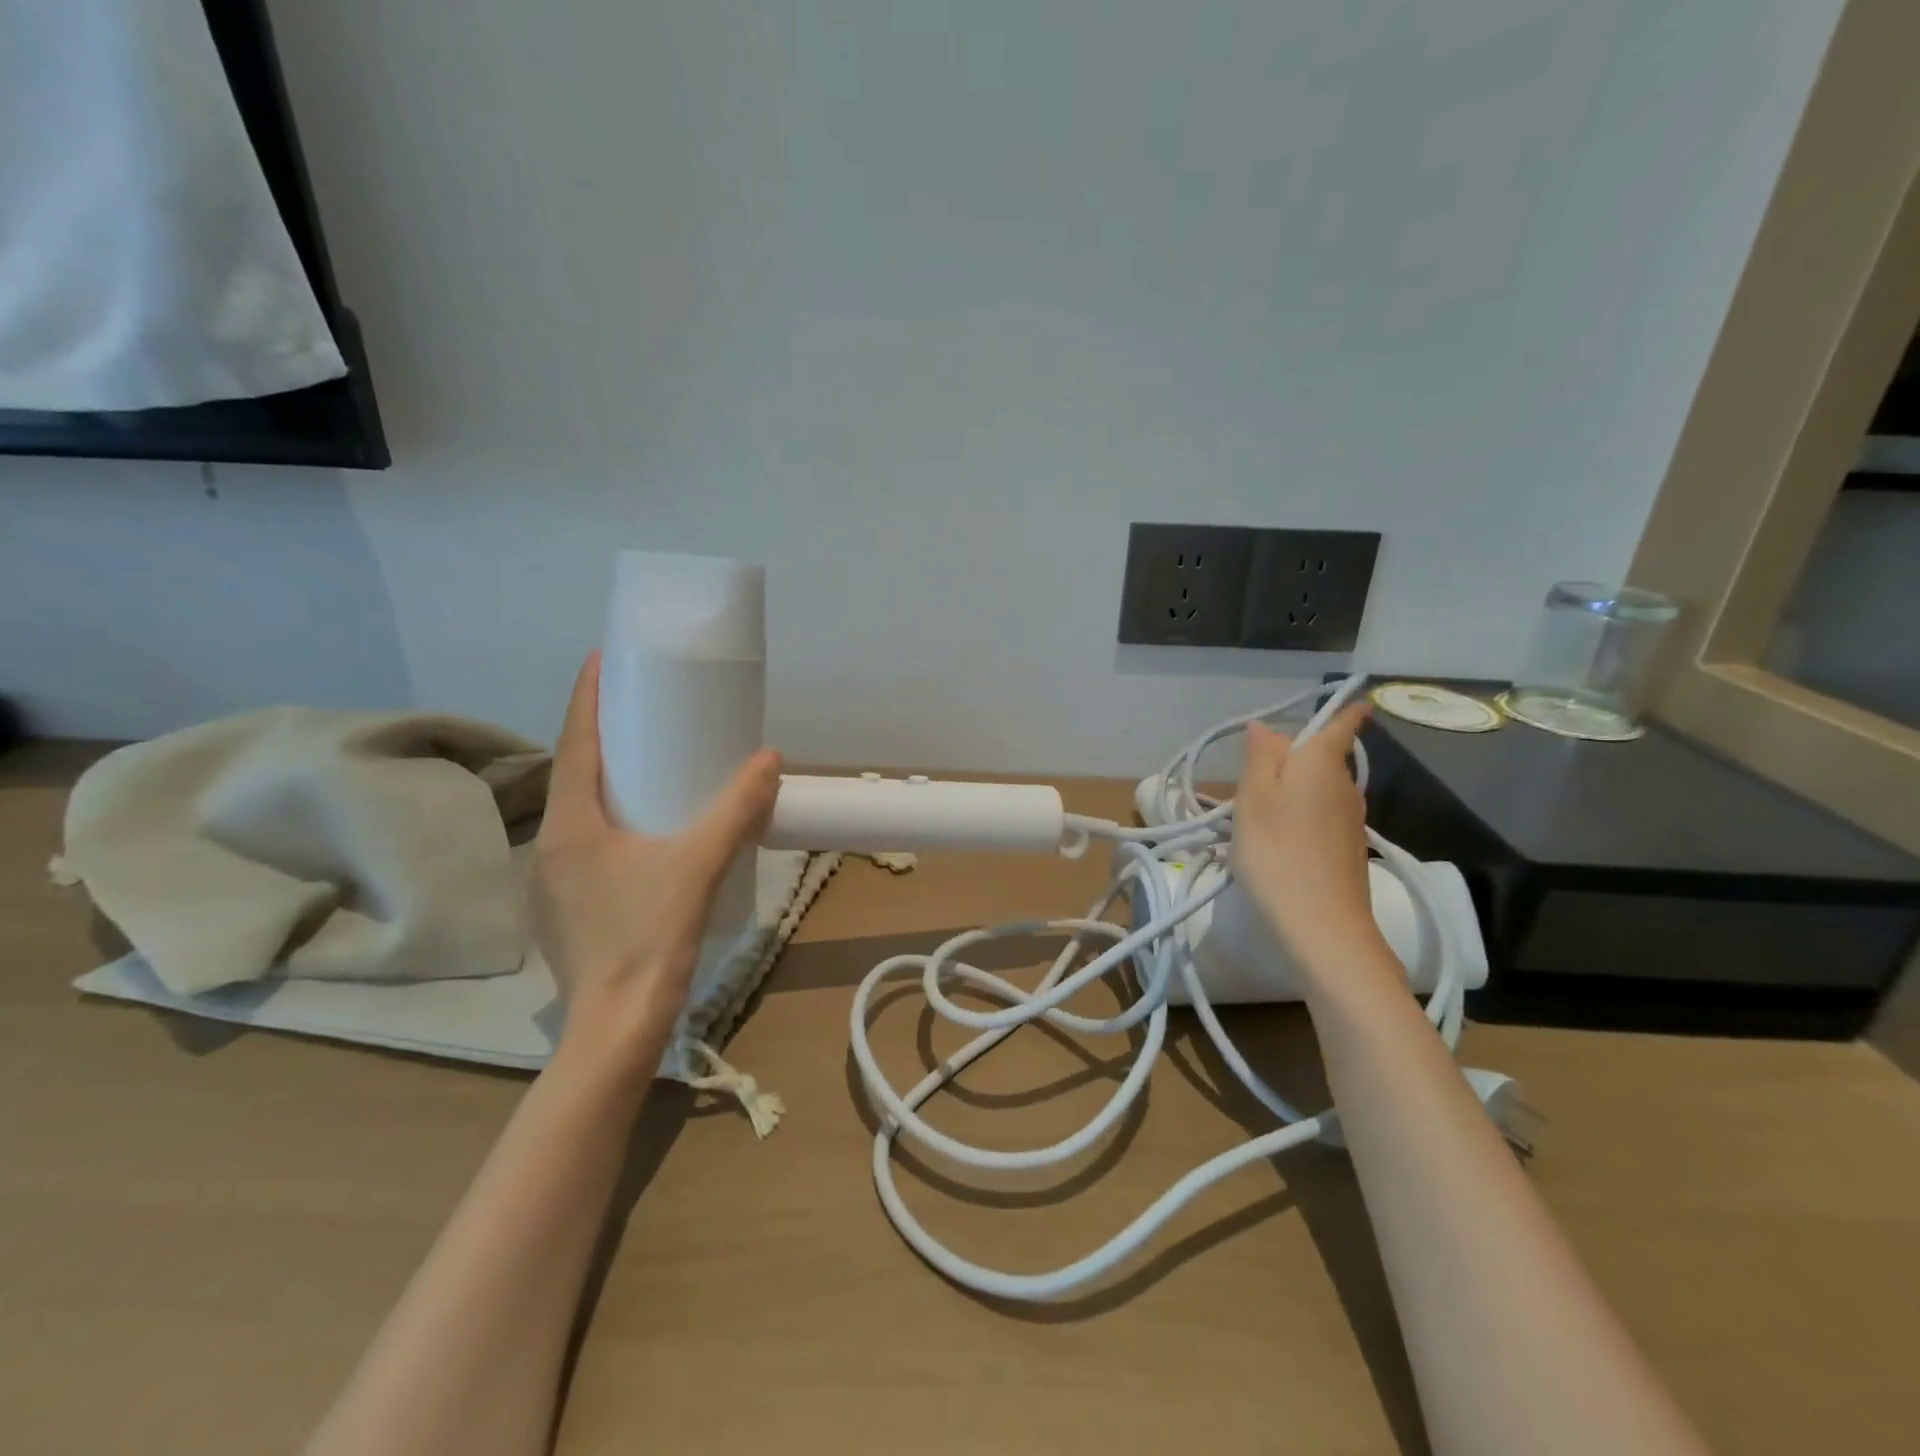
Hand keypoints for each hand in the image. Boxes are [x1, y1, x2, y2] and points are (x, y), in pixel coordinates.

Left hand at [532, 652, 781, 1072]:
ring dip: (606, 777)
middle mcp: (551, 845)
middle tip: (642, 707)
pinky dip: (611, 816)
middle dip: (602, 733)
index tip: (602, 658)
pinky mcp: (567, 906)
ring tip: (647, 760)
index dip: (587, 697)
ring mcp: (553, 880)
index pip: (574, 743)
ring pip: (580, 809)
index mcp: (572, 826)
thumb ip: (735, 811)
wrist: (616, 1026)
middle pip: (574, 772)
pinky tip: (645, 829)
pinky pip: (587, 840)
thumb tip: (768, 759)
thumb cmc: (649, 938)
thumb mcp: (699, 866)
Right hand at [1230, 704, 1385, 977]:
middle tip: (1252, 778)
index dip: (1344, 709)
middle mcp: (1344, 785)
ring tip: (1256, 815)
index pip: (1343, 723)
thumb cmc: (1278, 853)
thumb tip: (1265, 727)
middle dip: (1293, 758)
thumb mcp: (1253, 799)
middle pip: (1322, 757)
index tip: (1346, 699)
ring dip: (1292, 791)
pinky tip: (1276, 842)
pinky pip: (1321, 817)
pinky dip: (1300, 818)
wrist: (1323, 928)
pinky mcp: (1348, 850)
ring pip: (1319, 789)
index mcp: (1321, 763)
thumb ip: (1260, 757)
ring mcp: (1351, 820)